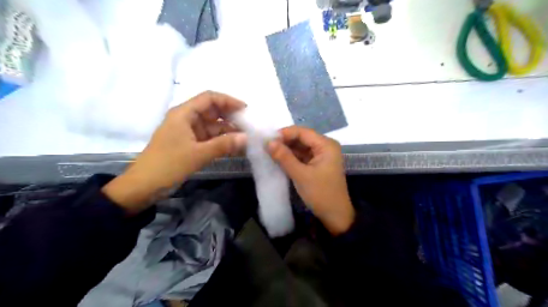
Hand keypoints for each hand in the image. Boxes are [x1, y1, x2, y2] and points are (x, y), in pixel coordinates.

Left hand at [103, 89, 246, 212]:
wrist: (144, 186)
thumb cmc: (168, 165)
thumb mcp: (198, 154)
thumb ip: (223, 145)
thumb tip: (246, 138)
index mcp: (183, 114)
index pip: (209, 98)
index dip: (228, 101)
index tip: (246, 110)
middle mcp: (186, 119)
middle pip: (212, 111)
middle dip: (230, 117)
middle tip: (249, 126)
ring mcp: (188, 132)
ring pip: (212, 126)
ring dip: (227, 132)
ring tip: (245, 139)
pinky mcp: (189, 144)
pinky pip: (209, 138)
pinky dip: (221, 142)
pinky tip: (234, 147)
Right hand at [267, 125, 353, 233]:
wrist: (335, 215)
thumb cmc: (320, 193)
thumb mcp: (300, 175)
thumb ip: (284, 157)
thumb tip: (268, 142)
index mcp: (326, 145)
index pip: (303, 132)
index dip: (284, 133)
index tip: (267, 139)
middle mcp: (326, 146)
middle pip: (302, 138)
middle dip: (285, 141)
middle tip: (266, 146)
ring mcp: (322, 155)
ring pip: (301, 147)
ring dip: (287, 149)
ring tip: (269, 152)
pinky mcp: (318, 164)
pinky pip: (303, 156)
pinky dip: (292, 157)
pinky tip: (279, 159)